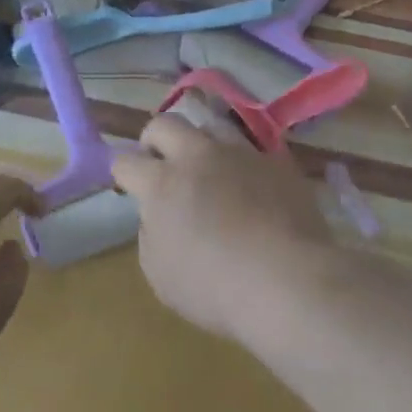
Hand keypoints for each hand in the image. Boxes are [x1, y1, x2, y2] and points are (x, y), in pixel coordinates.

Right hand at [110, 116, 333, 342]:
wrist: (289, 281)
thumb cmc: (215, 288)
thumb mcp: (160, 274)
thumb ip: (151, 234)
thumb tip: (158, 215)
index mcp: (162, 182)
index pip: (125, 161)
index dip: (122, 174)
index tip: (129, 186)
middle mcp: (197, 155)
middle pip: (164, 124)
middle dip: (154, 140)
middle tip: (161, 164)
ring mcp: (240, 152)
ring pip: (210, 124)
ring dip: (199, 141)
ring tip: (206, 165)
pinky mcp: (276, 160)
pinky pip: (250, 147)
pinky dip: (240, 159)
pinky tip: (247, 181)